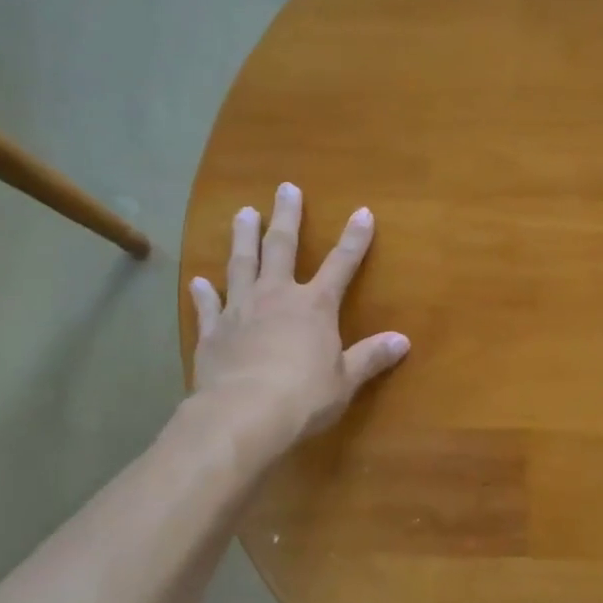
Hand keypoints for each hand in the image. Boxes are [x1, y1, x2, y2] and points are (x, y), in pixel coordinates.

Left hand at [188, 182, 408, 449]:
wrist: (244, 414)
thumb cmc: (304, 397)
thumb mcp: (345, 380)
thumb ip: (371, 357)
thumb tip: (403, 341)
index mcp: (315, 306)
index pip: (341, 264)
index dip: (355, 239)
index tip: (363, 212)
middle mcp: (277, 297)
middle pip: (282, 248)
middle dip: (287, 217)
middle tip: (285, 188)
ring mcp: (240, 310)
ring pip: (241, 264)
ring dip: (243, 237)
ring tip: (244, 212)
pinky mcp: (213, 331)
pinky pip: (208, 306)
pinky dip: (204, 293)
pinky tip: (198, 280)